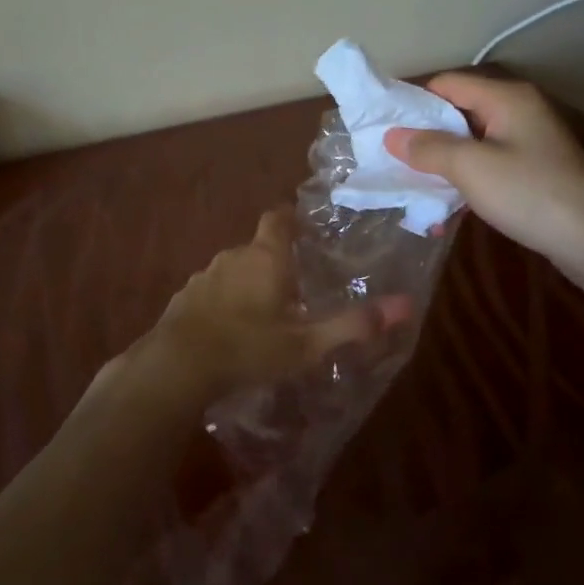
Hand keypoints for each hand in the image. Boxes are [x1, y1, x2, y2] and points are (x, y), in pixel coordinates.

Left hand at [138, 210, 408, 403]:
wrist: (177, 366)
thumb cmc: (249, 348)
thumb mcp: (307, 344)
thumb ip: (354, 325)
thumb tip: (406, 305)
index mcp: (265, 257)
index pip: (278, 218)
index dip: (291, 218)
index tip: (304, 227)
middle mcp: (233, 257)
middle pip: (258, 247)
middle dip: (276, 261)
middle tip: (297, 288)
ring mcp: (204, 276)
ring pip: (234, 270)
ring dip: (249, 283)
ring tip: (265, 314)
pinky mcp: (184, 298)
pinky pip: (212, 291)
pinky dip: (225, 302)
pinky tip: (231, 330)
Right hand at [383, 72, 583, 285]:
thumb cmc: (530, 193)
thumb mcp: (470, 167)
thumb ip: (428, 148)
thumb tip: (392, 136)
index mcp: (506, 98)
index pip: (447, 84)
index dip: (413, 100)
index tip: (381, 124)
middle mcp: (518, 111)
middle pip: (459, 111)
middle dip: (424, 133)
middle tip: (389, 155)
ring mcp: (529, 142)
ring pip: (472, 141)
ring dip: (442, 159)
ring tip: (409, 180)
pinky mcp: (534, 171)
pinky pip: (488, 164)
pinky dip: (464, 177)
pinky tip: (444, 201)